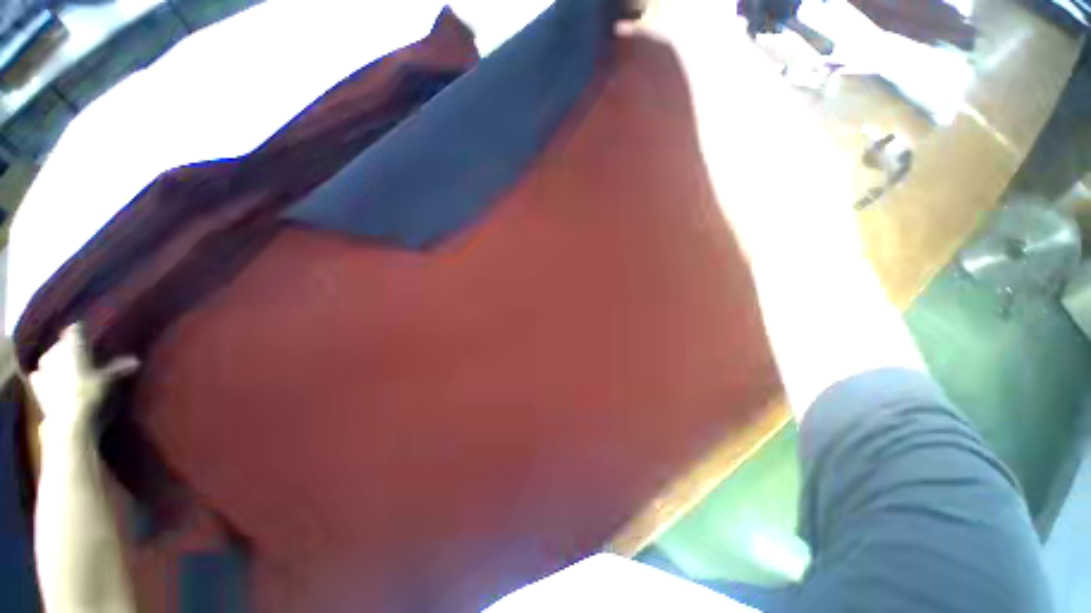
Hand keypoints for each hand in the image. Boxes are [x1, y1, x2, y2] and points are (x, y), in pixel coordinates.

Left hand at [30, 324, 138, 432]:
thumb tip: (136, 361)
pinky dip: (47, 376)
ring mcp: (42, 367)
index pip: (76, 329)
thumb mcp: (109, 380)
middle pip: (62, 344)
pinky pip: (41, 374)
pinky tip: (53, 381)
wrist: (67, 420)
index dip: (83, 332)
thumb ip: (119, 368)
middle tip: (84, 357)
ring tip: (70, 370)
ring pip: (51, 358)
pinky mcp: (36, 384)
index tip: (91, 338)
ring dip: (59, 362)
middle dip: (71, 350)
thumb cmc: (90, 393)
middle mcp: (55, 351)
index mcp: (72, 345)